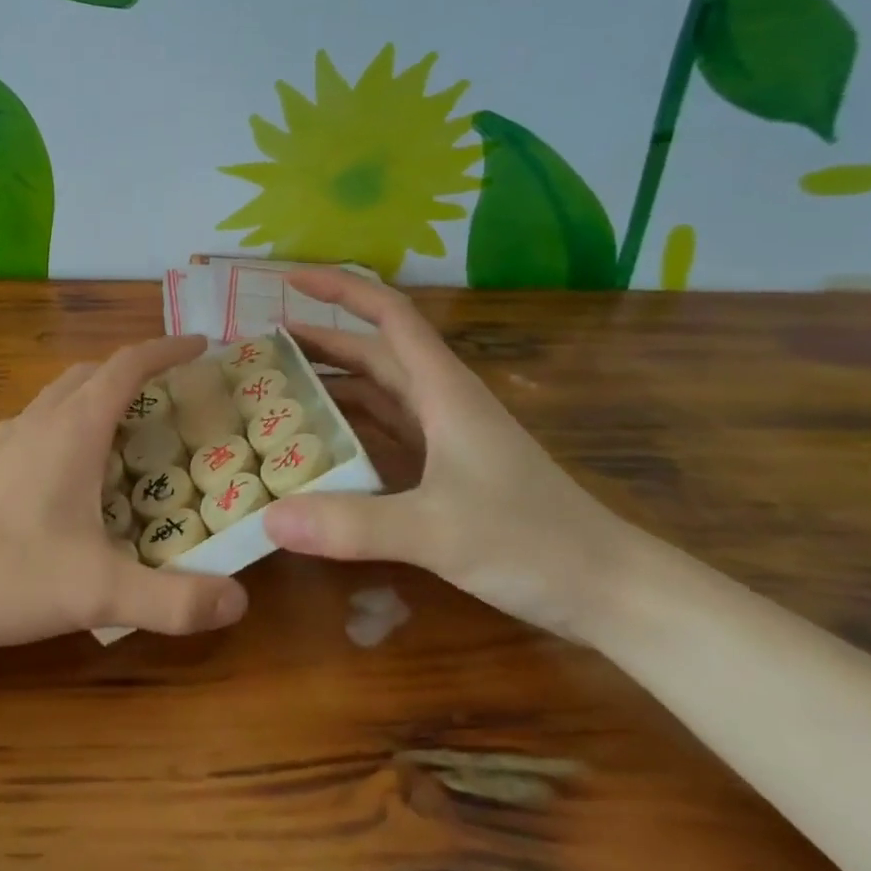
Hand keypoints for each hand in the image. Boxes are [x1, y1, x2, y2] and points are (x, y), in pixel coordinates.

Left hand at [0, 335, 249, 648]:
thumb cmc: (5, 571)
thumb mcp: (97, 592)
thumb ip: (172, 600)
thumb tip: (239, 602)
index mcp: (73, 428)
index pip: (127, 366)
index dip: (167, 350)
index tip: (201, 345)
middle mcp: (40, 420)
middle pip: (93, 372)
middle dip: (135, 371)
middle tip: (172, 395)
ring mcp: (7, 439)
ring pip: (61, 395)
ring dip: (98, 395)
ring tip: (128, 428)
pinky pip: (38, 422)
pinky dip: (69, 423)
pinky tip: (72, 469)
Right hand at [261, 269, 639, 641]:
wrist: (610, 590)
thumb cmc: (532, 542)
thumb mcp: (436, 531)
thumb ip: (352, 525)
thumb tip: (269, 520)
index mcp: (442, 389)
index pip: (389, 314)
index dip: (340, 289)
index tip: (290, 280)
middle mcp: (440, 401)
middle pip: (372, 353)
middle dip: (319, 343)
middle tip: (260, 352)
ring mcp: (444, 436)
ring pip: (377, 393)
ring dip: (331, 386)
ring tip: (275, 394)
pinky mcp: (446, 469)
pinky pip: (384, 433)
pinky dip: (348, 430)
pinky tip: (317, 450)